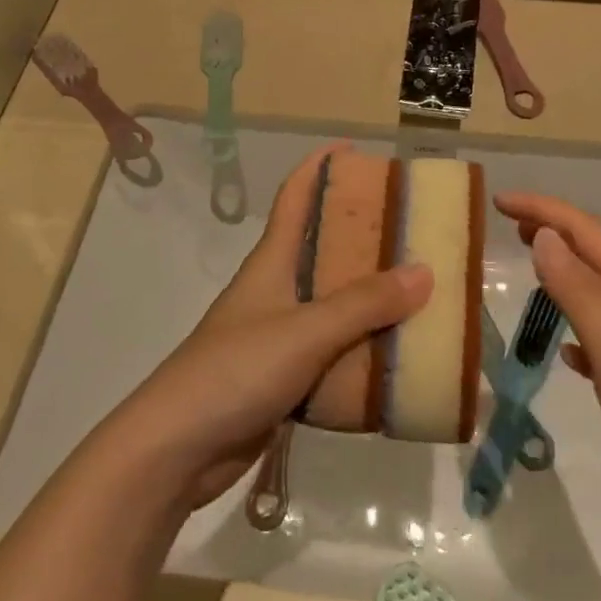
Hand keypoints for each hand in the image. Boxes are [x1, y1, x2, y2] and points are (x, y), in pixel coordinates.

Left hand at [106, 146, 431, 509]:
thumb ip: (363, 304)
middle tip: (414, 230)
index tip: (355, 150)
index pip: (294, 198)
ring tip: (421, 294)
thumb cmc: (236, 371)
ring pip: (333, 306)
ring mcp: (277, 337)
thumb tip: (423, 271)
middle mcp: (275, 291)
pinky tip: (398, 357)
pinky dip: (363, 351)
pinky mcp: (283, 379)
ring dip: (371, 300)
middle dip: (364, 237)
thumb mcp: (305, 331)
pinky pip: (333, 354)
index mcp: (271, 263)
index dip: (319, 167)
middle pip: (322, 250)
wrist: (177, 450)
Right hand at [495, 191, 600, 503]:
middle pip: (597, 253)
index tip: (497, 200)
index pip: (586, 231)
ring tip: (531, 269)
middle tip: (509, 223)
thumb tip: (545, 236)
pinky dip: (581, 329)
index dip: (542, 210)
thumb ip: (579, 291)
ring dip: (566, 274)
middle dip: (555, 231)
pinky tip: (568, 351)